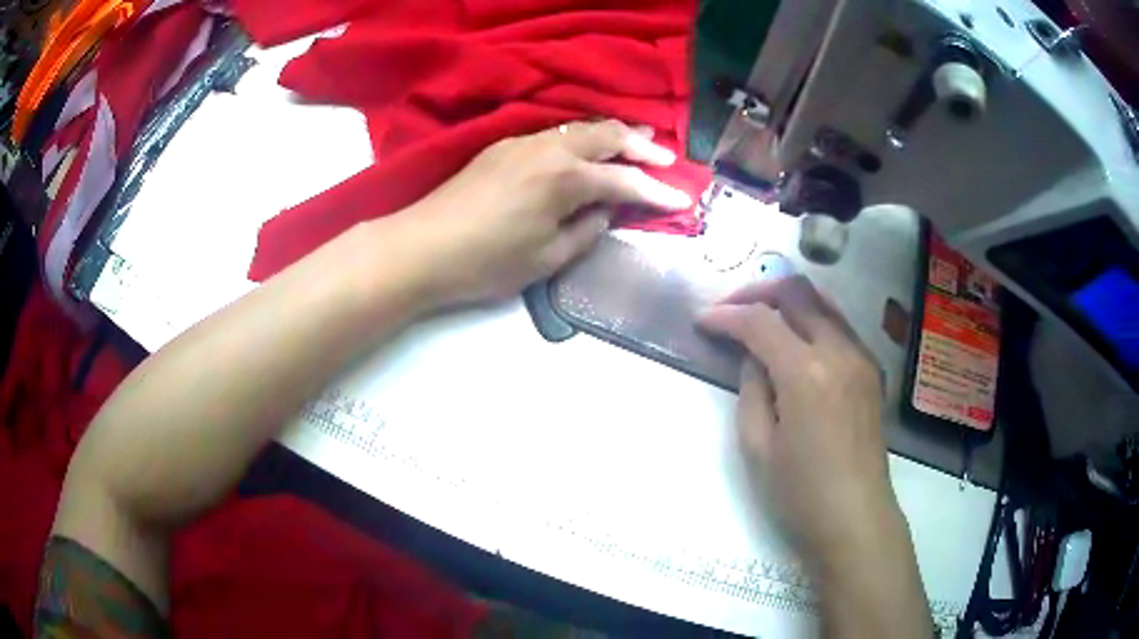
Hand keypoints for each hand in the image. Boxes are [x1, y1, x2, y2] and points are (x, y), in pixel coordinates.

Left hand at [392, 119, 692, 305]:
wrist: (422, 247)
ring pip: (579, 128)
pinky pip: (555, 134)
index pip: (625, 182)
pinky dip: (581, 137)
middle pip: (606, 136)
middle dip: (640, 146)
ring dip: (611, 133)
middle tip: (665, 155)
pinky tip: (585, 147)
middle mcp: (549, 149)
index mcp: (565, 178)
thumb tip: (606, 209)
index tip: (683, 199)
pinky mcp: (502, 147)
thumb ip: (586, 229)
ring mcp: (523, 143)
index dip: (657, 192)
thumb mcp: (546, 258)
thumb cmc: (487, 262)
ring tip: (636, 140)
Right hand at [699, 276, 902, 573]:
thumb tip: (753, 358)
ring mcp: (861, 356)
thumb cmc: (800, 493)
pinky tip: (795, 343)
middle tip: (731, 311)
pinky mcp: (872, 369)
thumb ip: (751, 389)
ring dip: (787, 301)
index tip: (702, 321)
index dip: (726, 316)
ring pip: (822, 300)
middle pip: (797, 292)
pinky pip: (839, 325)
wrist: (856, 517)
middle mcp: (839, 350)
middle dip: (758, 292)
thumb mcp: (758, 446)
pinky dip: (811, 320)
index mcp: (806, 373)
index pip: (760, 321)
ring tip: (760, 320)